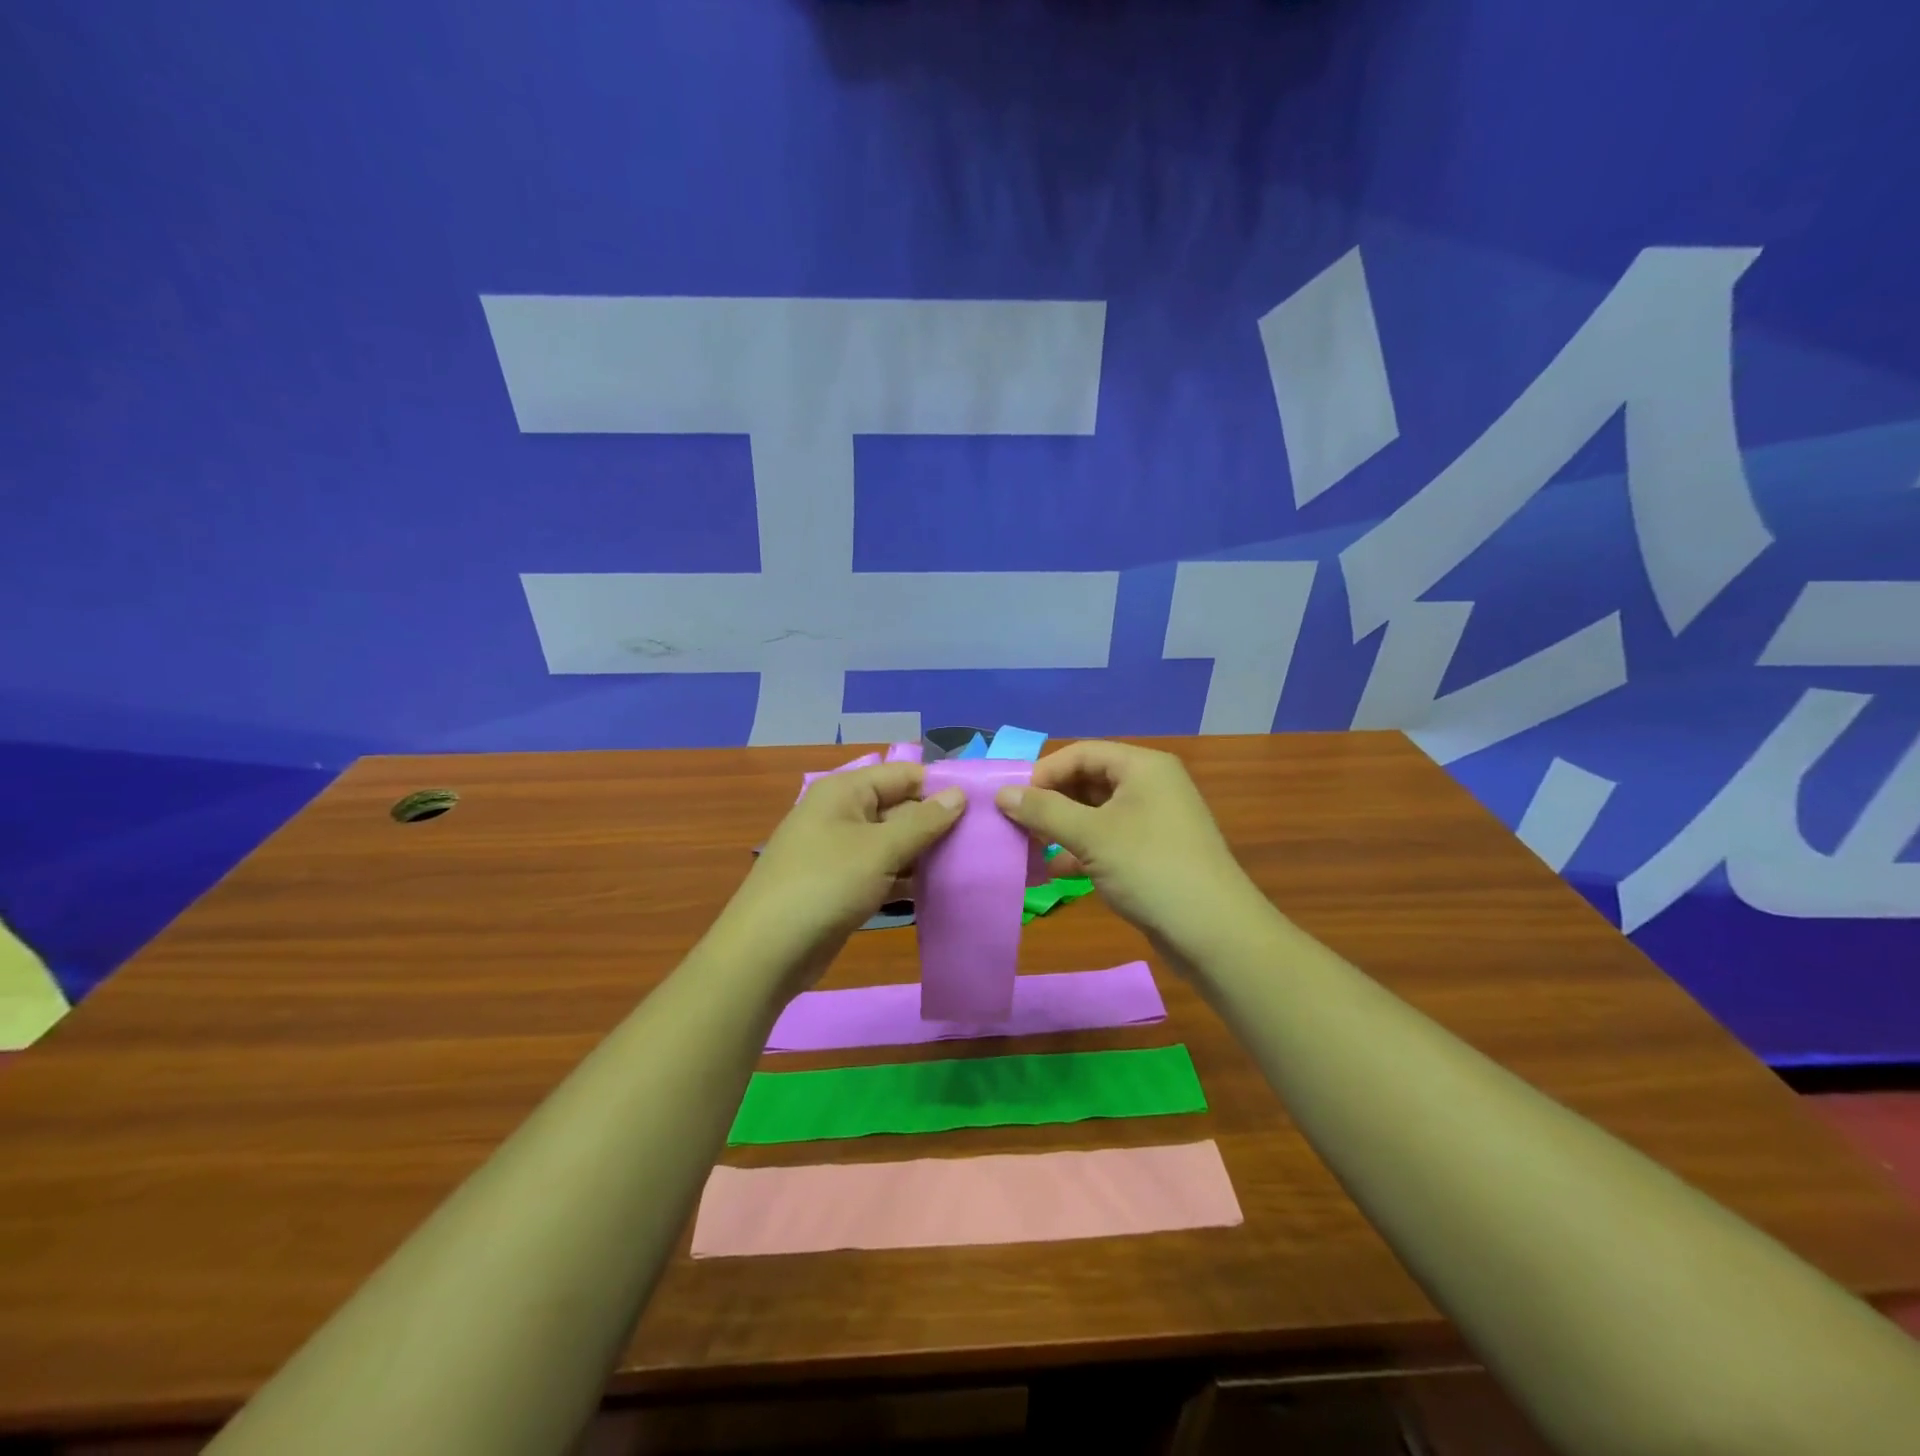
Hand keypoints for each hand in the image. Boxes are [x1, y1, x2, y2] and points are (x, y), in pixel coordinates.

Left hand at [720, 764, 964, 989]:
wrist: (767, 950)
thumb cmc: (825, 885)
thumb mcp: (880, 849)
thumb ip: (923, 821)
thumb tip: (958, 794)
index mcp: (845, 791)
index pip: (903, 775)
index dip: (940, 786)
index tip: (982, 804)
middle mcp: (842, 813)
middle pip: (899, 807)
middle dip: (937, 822)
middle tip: (984, 839)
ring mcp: (840, 850)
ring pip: (893, 842)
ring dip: (925, 853)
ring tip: (970, 863)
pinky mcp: (842, 884)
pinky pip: (883, 870)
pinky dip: (907, 877)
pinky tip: (939, 889)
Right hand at [994, 740, 1257, 958]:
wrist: (1215, 933)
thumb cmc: (1151, 869)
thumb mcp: (1091, 836)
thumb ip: (1044, 811)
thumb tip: (1002, 793)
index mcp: (1142, 767)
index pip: (1081, 753)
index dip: (1043, 773)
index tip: (1011, 801)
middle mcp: (1150, 785)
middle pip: (1087, 781)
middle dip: (1050, 802)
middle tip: (1015, 826)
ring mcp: (1154, 821)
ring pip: (1095, 813)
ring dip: (1061, 828)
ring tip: (1027, 849)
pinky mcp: (1153, 853)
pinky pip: (1107, 840)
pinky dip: (1080, 850)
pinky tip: (1055, 871)